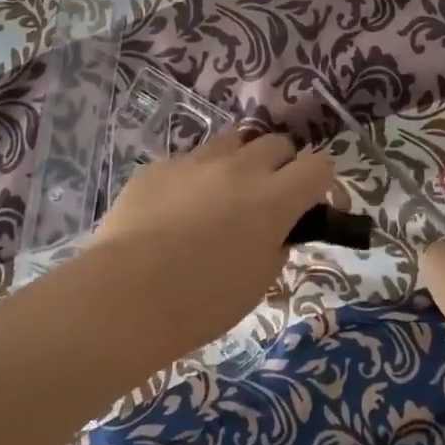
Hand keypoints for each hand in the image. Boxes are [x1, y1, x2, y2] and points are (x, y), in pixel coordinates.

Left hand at [93, 130, 335, 346]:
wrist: (125, 296)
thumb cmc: (201, 302)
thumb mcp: (257, 283)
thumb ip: (276, 246)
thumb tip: (277, 231)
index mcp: (273, 199)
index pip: (319, 166)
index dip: (319, 182)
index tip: (309, 203)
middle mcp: (239, 168)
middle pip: (277, 143)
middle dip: (281, 165)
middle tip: (268, 197)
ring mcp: (195, 161)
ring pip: (233, 141)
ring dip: (239, 162)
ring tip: (223, 194)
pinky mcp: (158, 166)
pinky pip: (189, 160)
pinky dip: (195, 178)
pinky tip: (176, 209)